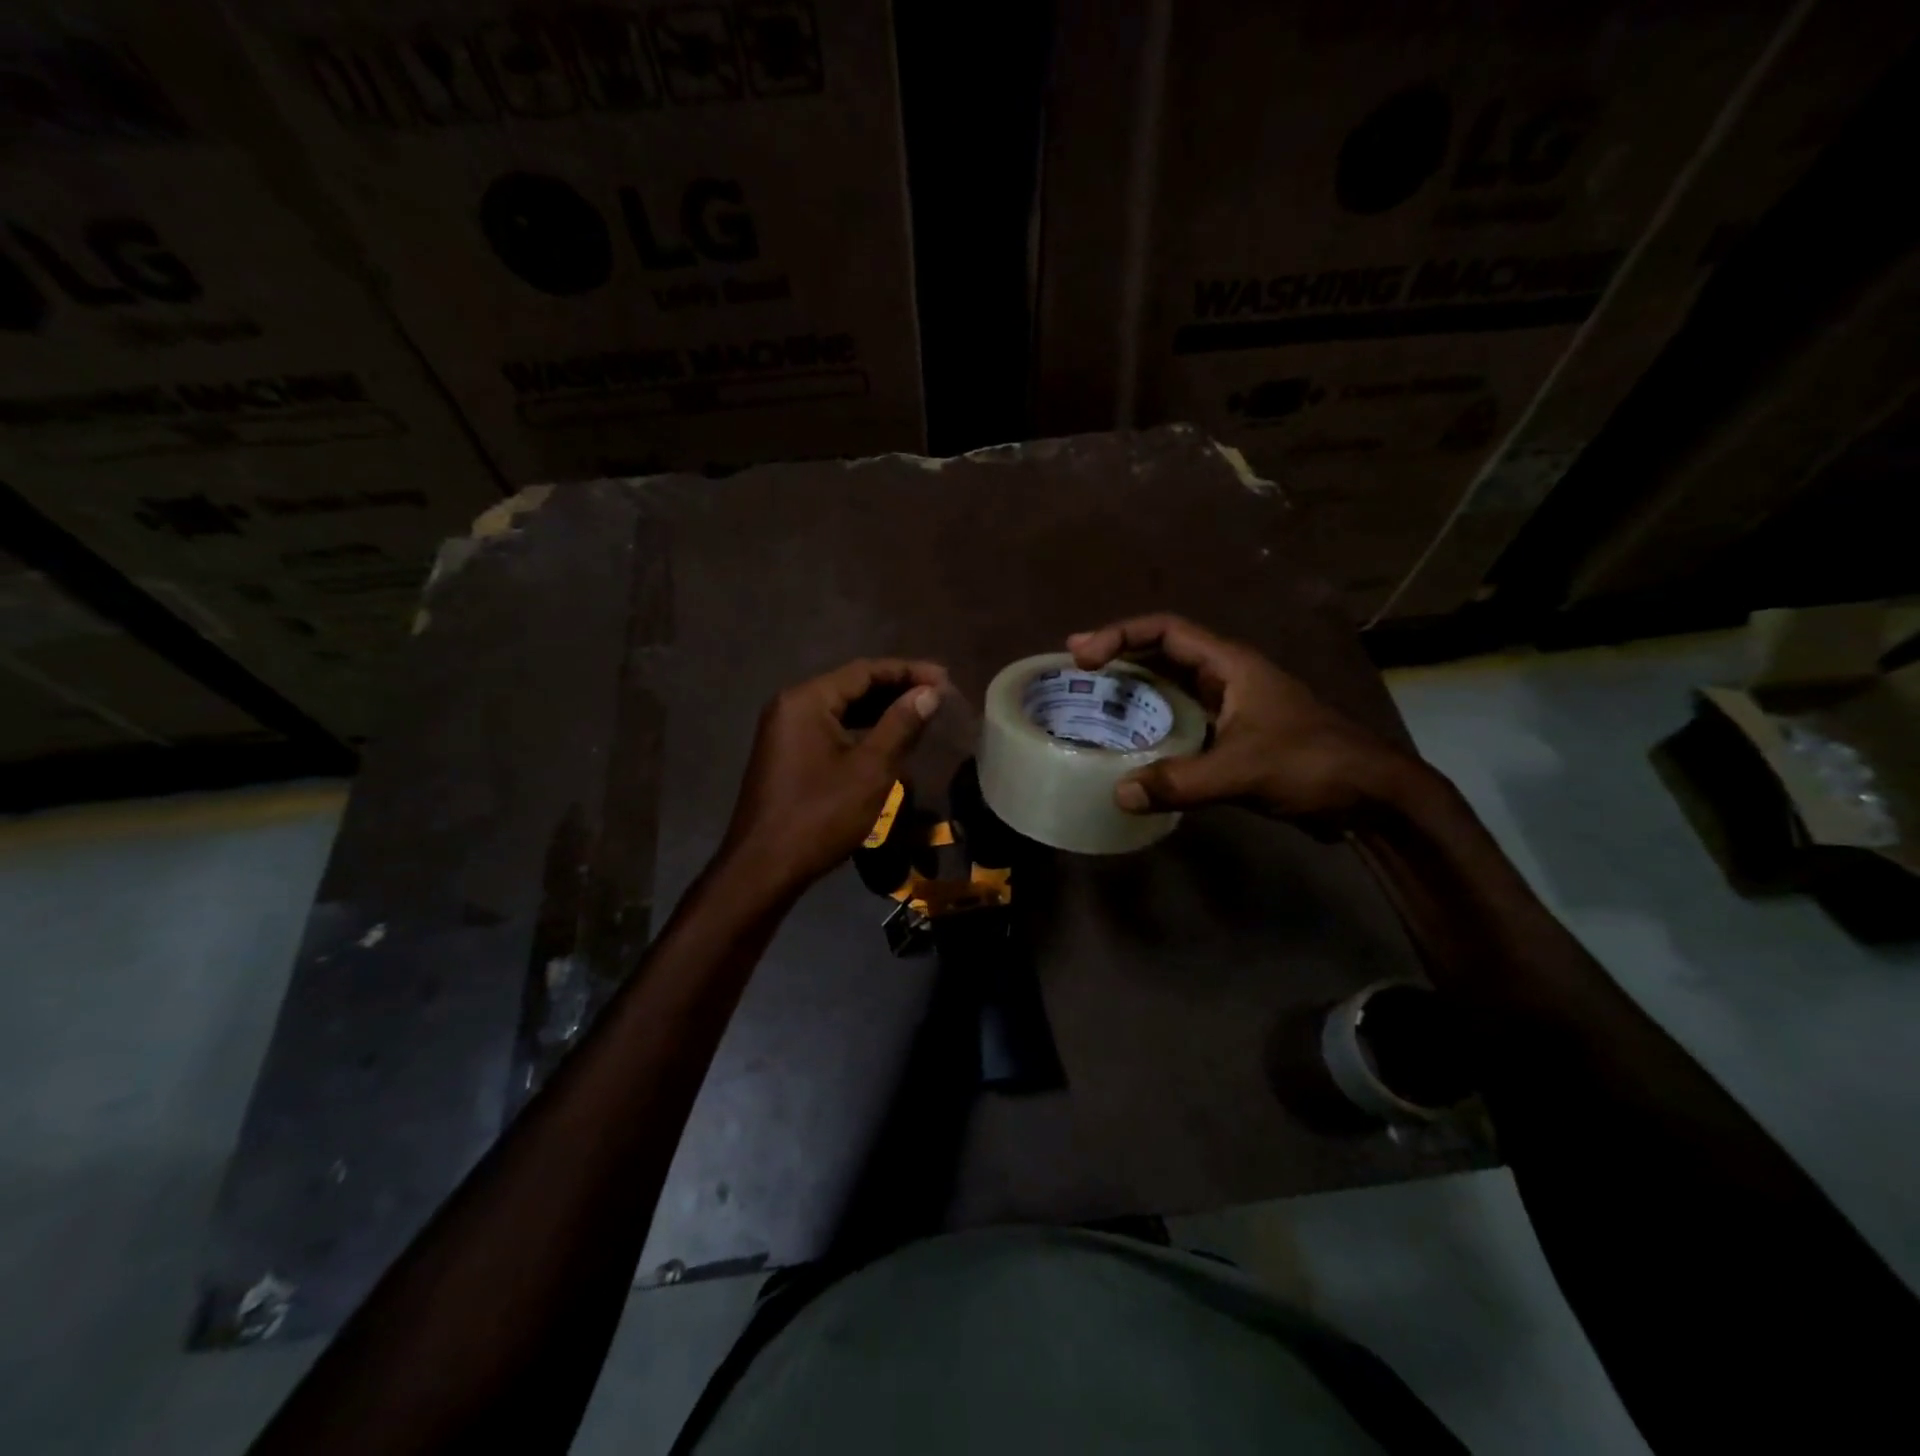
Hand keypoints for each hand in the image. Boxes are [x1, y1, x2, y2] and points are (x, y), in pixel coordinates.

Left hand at [719, 658, 948, 897]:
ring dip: (880, 710)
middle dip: (895, 689)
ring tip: (920, 714)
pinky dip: (860, 729)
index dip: (908, 671)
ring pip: (841, 709)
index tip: (945, 679)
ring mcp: (785, 731)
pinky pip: (829, 729)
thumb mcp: (870, 770)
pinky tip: (887, 739)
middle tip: (937, 695)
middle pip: (851, 685)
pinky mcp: (786, 754)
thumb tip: (929, 692)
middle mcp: (790, 705)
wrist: (764, 867)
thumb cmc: (820, 815)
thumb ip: (901, 725)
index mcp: (807, 700)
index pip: (865, 671)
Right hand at [1067, 613, 1423, 824]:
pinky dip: (1152, 728)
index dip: (1121, 635)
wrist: (1371, 798)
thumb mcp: (1243, 770)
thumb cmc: (1312, 765)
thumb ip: (1181, 782)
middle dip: (1119, 659)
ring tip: (1092, 707)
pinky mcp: (1233, 737)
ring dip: (1134, 693)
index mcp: (1230, 664)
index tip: (1082, 655)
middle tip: (1074, 674)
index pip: (1167, 631)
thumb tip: (1119, 794)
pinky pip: (1181, 722)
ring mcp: (1231, 707)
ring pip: (1171, 689)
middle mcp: (1226, 677)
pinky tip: (1130, 747)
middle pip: (1162, 654)